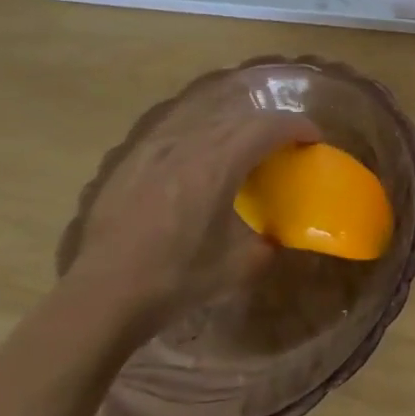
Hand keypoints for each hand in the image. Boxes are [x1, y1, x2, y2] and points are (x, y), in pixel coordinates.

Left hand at [67, 107, 319, 330]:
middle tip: (284, 145)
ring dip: (234, 130)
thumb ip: (266, 245)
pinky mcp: (130, 164)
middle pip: (240, 119)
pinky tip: (196, 163)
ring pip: (206, 123)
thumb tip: (274, 239)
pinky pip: (175, 137)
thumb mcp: (238, 268)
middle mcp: (189, 146)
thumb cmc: (175, 279)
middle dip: (269, 126)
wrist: (101, 296)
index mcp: (220, 165)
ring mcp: (155, 151)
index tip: (313, 138)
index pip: (268, 127)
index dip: (297, 127)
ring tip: (243, 152)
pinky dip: (199, 141)